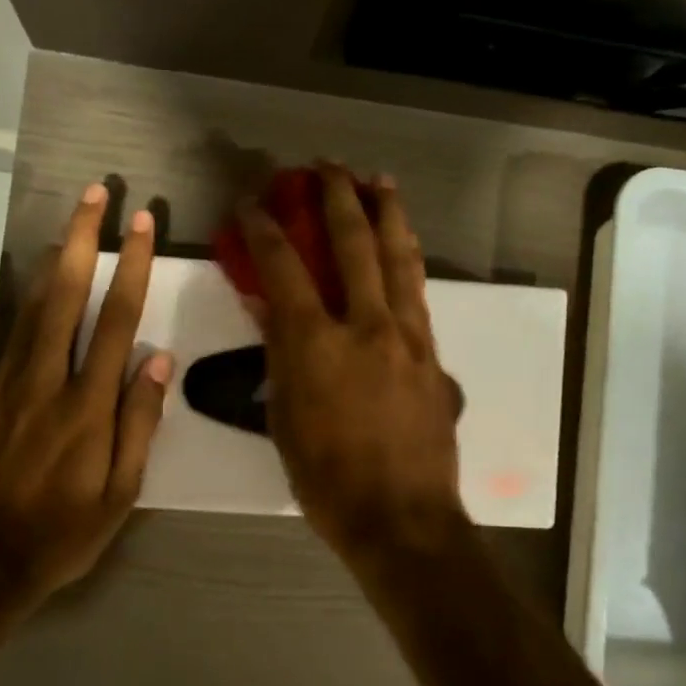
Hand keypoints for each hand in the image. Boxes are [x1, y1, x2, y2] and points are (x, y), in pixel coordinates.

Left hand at [0, 184, 170, 616]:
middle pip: (67, 298)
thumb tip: (158, 359)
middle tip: (95, 194)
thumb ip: (139, 423)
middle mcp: (44, 383)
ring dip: (45, 261)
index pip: (117, 321)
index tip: (141, 225)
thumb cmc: (63, 534)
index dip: (132, 268)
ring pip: (24, 310)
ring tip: (62, 221)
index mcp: (88, 406)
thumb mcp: (121, 493)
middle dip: (84, 241)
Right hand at [239, 165, 466, 562]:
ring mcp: (407, 338)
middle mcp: (366, 327)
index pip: (284, 269)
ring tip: (379, 182)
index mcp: (316, 345)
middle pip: (354, 244)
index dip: (264, 230)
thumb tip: (270, 310)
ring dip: (386, 214)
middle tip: (327, 167)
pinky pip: (418, 294)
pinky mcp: (432, 355)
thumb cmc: (328, 481)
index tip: (253, 203)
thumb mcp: (285, 420)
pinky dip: (407, 260)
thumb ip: (279, 358)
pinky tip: (404, 248)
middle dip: (337, 197)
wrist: (402, 519)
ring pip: (399, 259)